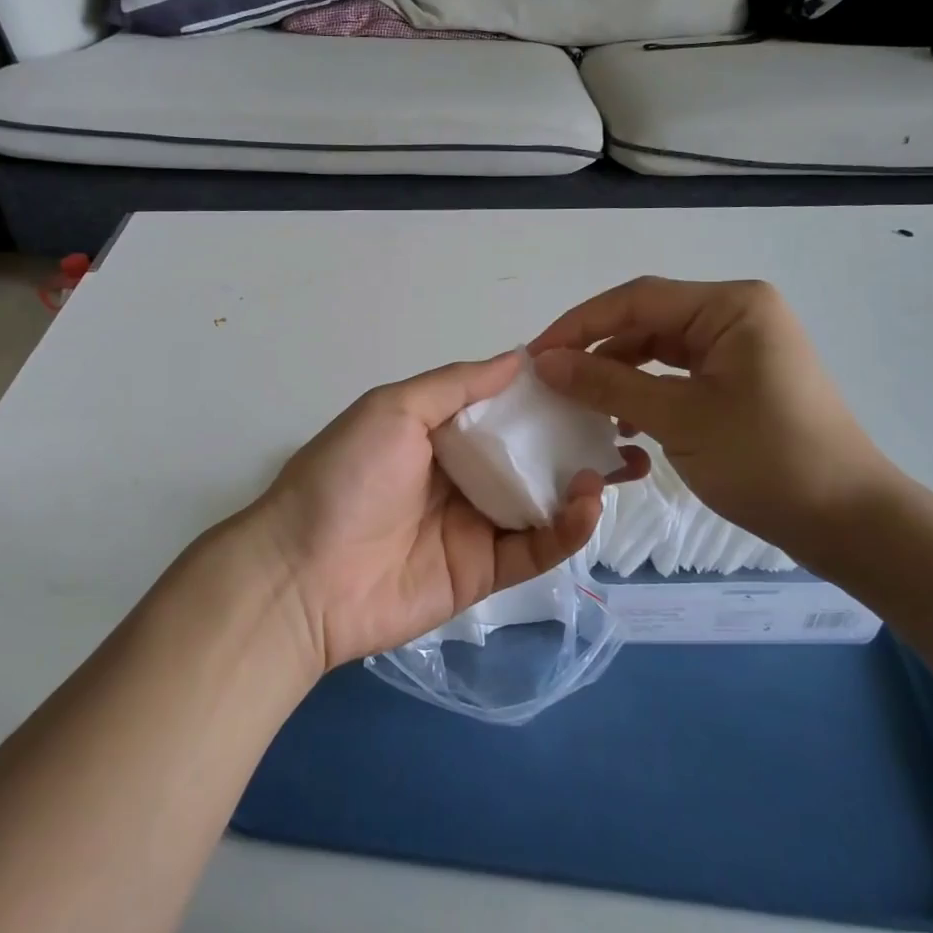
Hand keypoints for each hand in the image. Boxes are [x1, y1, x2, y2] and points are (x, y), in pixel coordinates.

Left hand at [251, 351, 635, 670]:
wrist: (302, 575)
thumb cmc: (346, 477)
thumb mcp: (393, 410)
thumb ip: (456, 385)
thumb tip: (518, 357)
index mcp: (439, 433)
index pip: (504, 409)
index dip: (546, 394)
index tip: (593, 377)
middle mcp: (462, 475)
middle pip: (530, 454)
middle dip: (577, 439)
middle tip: (629, 425)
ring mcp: (476, 525)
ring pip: (542, 500)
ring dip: (583, 482)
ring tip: (623, 461)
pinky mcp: (485, 573)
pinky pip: (535, 547)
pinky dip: (567, 528)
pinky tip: (589, 503)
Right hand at [530, 277, 903, 555]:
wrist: (848, 522)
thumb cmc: (766, 460)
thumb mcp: (678, 418)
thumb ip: (607, 384)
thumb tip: (545, 362)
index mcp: (731, 306)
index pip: (637, 299)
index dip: (579, 324)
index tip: (535, 356)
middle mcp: (736, 314)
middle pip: (647, 320)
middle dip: (597, 349)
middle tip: (550, 381)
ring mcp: (740, 347)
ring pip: (659, 347)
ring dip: (618, 372)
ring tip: (581, 404)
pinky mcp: (740, 379)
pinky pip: (678, 373)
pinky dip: (645, 391)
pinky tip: (621, 421)